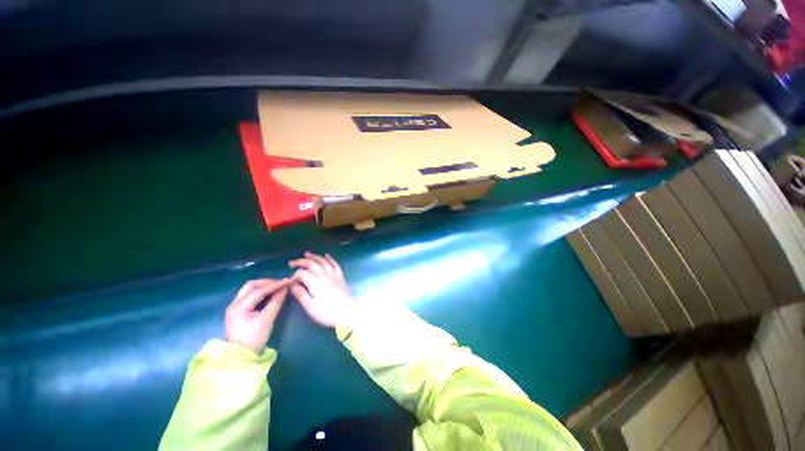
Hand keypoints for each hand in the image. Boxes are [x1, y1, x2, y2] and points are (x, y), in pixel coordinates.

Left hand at [225, 279, 289, 353]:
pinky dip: (259, 291)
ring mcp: (233, 307)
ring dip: (263, 286)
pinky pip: (248, 295)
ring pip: (249, 289)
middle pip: (251, 285)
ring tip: (277, 286)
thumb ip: (276, 301)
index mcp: (239, 306)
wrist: (240, 357)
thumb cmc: (254, 338)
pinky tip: (268, 293)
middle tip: (282, 283)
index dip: (275, 284)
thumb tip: (285, 288)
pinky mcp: (236, 310)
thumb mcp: (267, 319)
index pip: (259, 290)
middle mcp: (234, 303)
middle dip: (268, 282)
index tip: (288, 281)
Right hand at [289, 252, 354, 327]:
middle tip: (292, 263)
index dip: (294, 276)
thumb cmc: (327, 312)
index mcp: (315, 281)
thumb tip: (292, 284)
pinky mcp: (340, 277)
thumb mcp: (310, 306)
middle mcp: (324, 274)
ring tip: (307, 254)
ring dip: (314, 256)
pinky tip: (326, 255)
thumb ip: (300, 293)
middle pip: (312, 263)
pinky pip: (335, 264)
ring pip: (323, 261)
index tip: (291, 284)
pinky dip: (330, 258)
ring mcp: (334, 274)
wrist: (347, 313)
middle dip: (301, 262)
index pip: (301, 273)